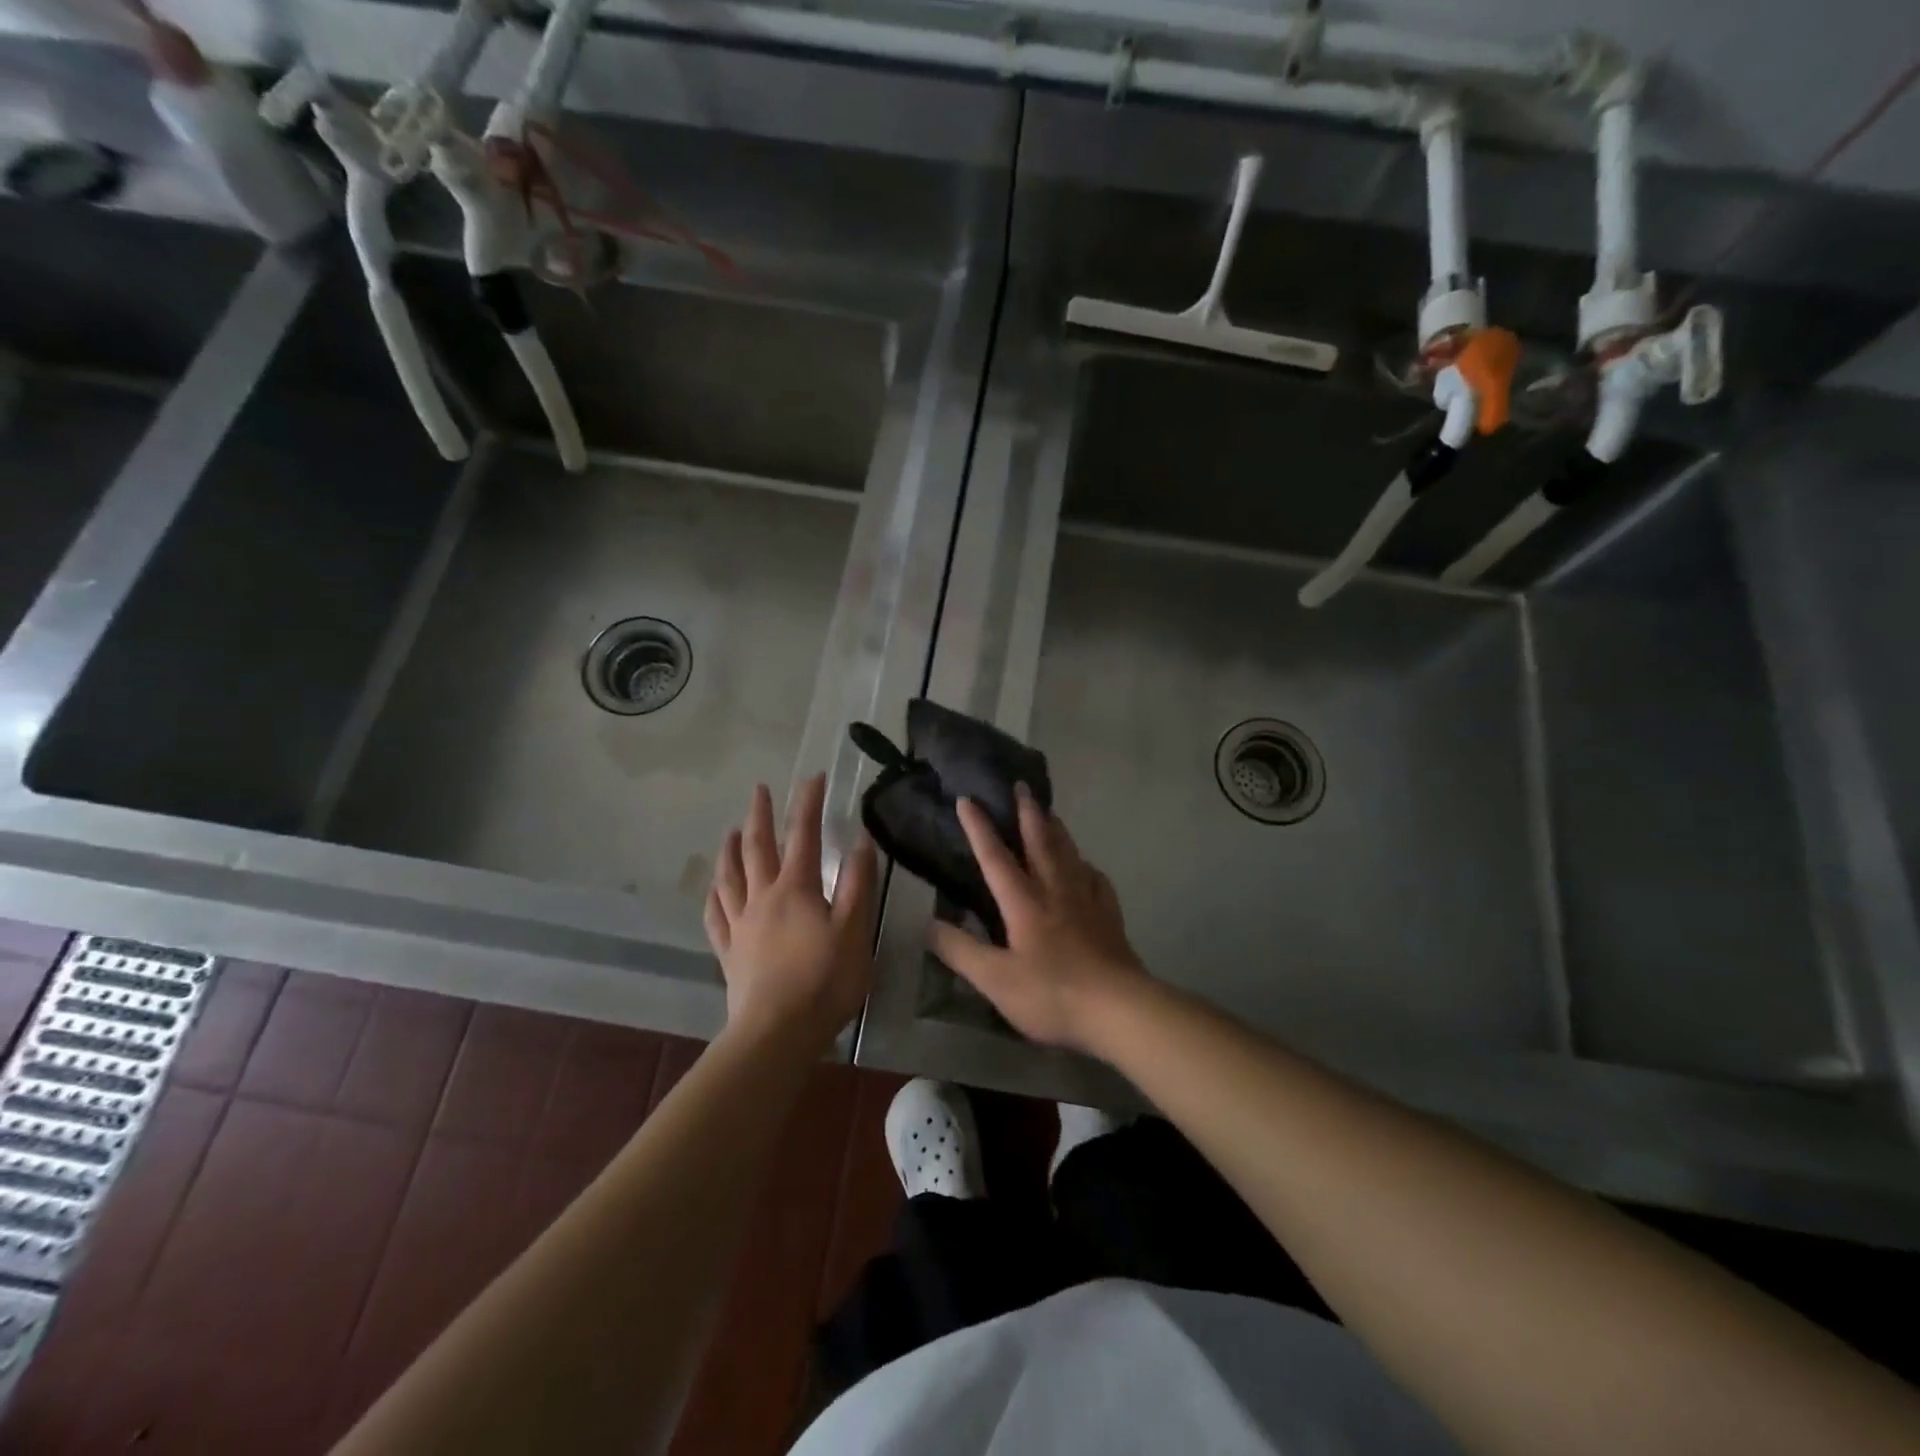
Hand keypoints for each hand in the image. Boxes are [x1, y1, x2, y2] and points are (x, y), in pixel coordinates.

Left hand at [706, 774, 878, 1050]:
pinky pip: (716, 916)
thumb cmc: (824, 981)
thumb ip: (857, 884)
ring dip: (730, 849)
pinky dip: (714, 896)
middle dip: (759, 815)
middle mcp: (763, 898)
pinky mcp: (729, 953)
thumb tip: (859, 840)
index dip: (807, 803)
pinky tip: (714, 889)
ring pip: (729, 877)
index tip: (812, 777)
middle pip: (757, 848)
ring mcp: (741, 925)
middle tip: (759, 789)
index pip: (803, 835)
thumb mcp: (855, 930)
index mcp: (796, 889)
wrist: (777, 1033)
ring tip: (729, 830)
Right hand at [928, 786, 1148, 1054]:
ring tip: (1049, 812)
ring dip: (1056, 829)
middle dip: (1027, 812)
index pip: (996, 858)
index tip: (968, 800)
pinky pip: (1096, 880)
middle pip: (1040, 842)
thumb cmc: (1052, 994)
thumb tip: (929, 925)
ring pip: (1069, 853)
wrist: (1118, 1009)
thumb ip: (961, 951)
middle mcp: (1055, 891)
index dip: (979, 828)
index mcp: (1024, 903)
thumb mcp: (995, 980)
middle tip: (1022, 784)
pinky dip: (1086, 865)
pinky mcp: (1109, 916)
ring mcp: (1086, 901)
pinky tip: (1086, 867)